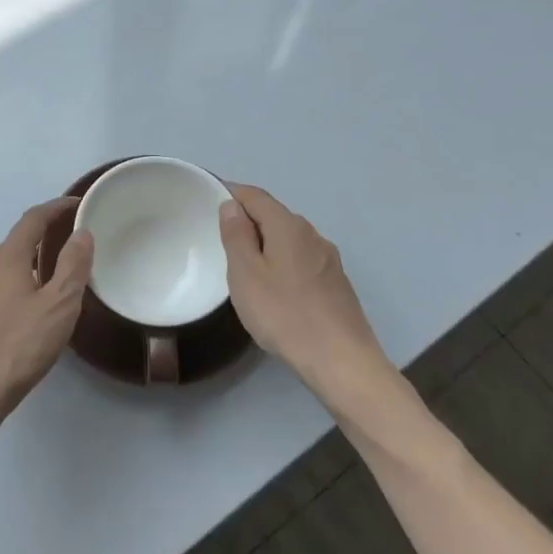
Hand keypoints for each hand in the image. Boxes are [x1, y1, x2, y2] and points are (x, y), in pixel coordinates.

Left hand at [0, 199, 93, 437]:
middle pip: (17, 242)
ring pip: (4, 268)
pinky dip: (16, 286)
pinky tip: (27, 312)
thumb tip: (81, 233)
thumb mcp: (58, 306)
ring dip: (29, 264)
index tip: (77, 204)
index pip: (33, 219)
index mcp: (7, 258)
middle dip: (43, 237)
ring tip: (53, 278)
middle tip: (71, 244)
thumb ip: (72, 266)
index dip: (56, 208)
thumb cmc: (18, 347)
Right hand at [218, 184, 392, 406]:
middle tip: (222, 237)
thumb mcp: (246, 274)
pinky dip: (282, 261)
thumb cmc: (284, 314)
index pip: (256, 196)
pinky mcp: (336, 282)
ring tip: (245, 264)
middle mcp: (312, 234)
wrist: (341, 361)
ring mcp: (328, 258)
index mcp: (288, 226)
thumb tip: (232, 205)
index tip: (210, 198)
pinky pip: (301, 258)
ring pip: (289, 238)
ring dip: (266, 242)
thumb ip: (236, 236)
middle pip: (274, 215)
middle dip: (248, 219)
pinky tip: (275, 286)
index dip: (232, 192)